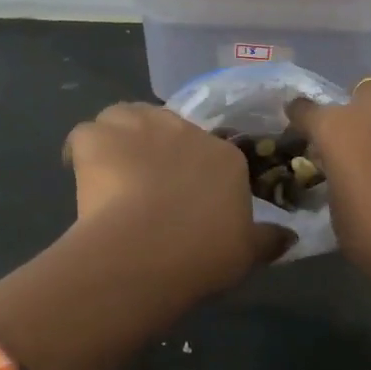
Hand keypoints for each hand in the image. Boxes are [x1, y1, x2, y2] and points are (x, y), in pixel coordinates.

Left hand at [64, 103, 290, 293]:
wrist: (148, 250)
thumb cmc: (204, 253)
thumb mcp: (247, 253)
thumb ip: (268, 240)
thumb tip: (291, 237)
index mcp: (225, 156)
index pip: (212, 151)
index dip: (195, 171)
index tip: (186, 197)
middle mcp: (184, 131)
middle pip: (167, 127)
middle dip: (157, 148)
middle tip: (147, 184)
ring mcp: (139, 128)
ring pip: (124, 116)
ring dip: (118, 136)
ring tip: (111, 169)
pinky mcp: (97, 137)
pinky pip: (84, 134)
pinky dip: (80, 151)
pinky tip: (78, 173)